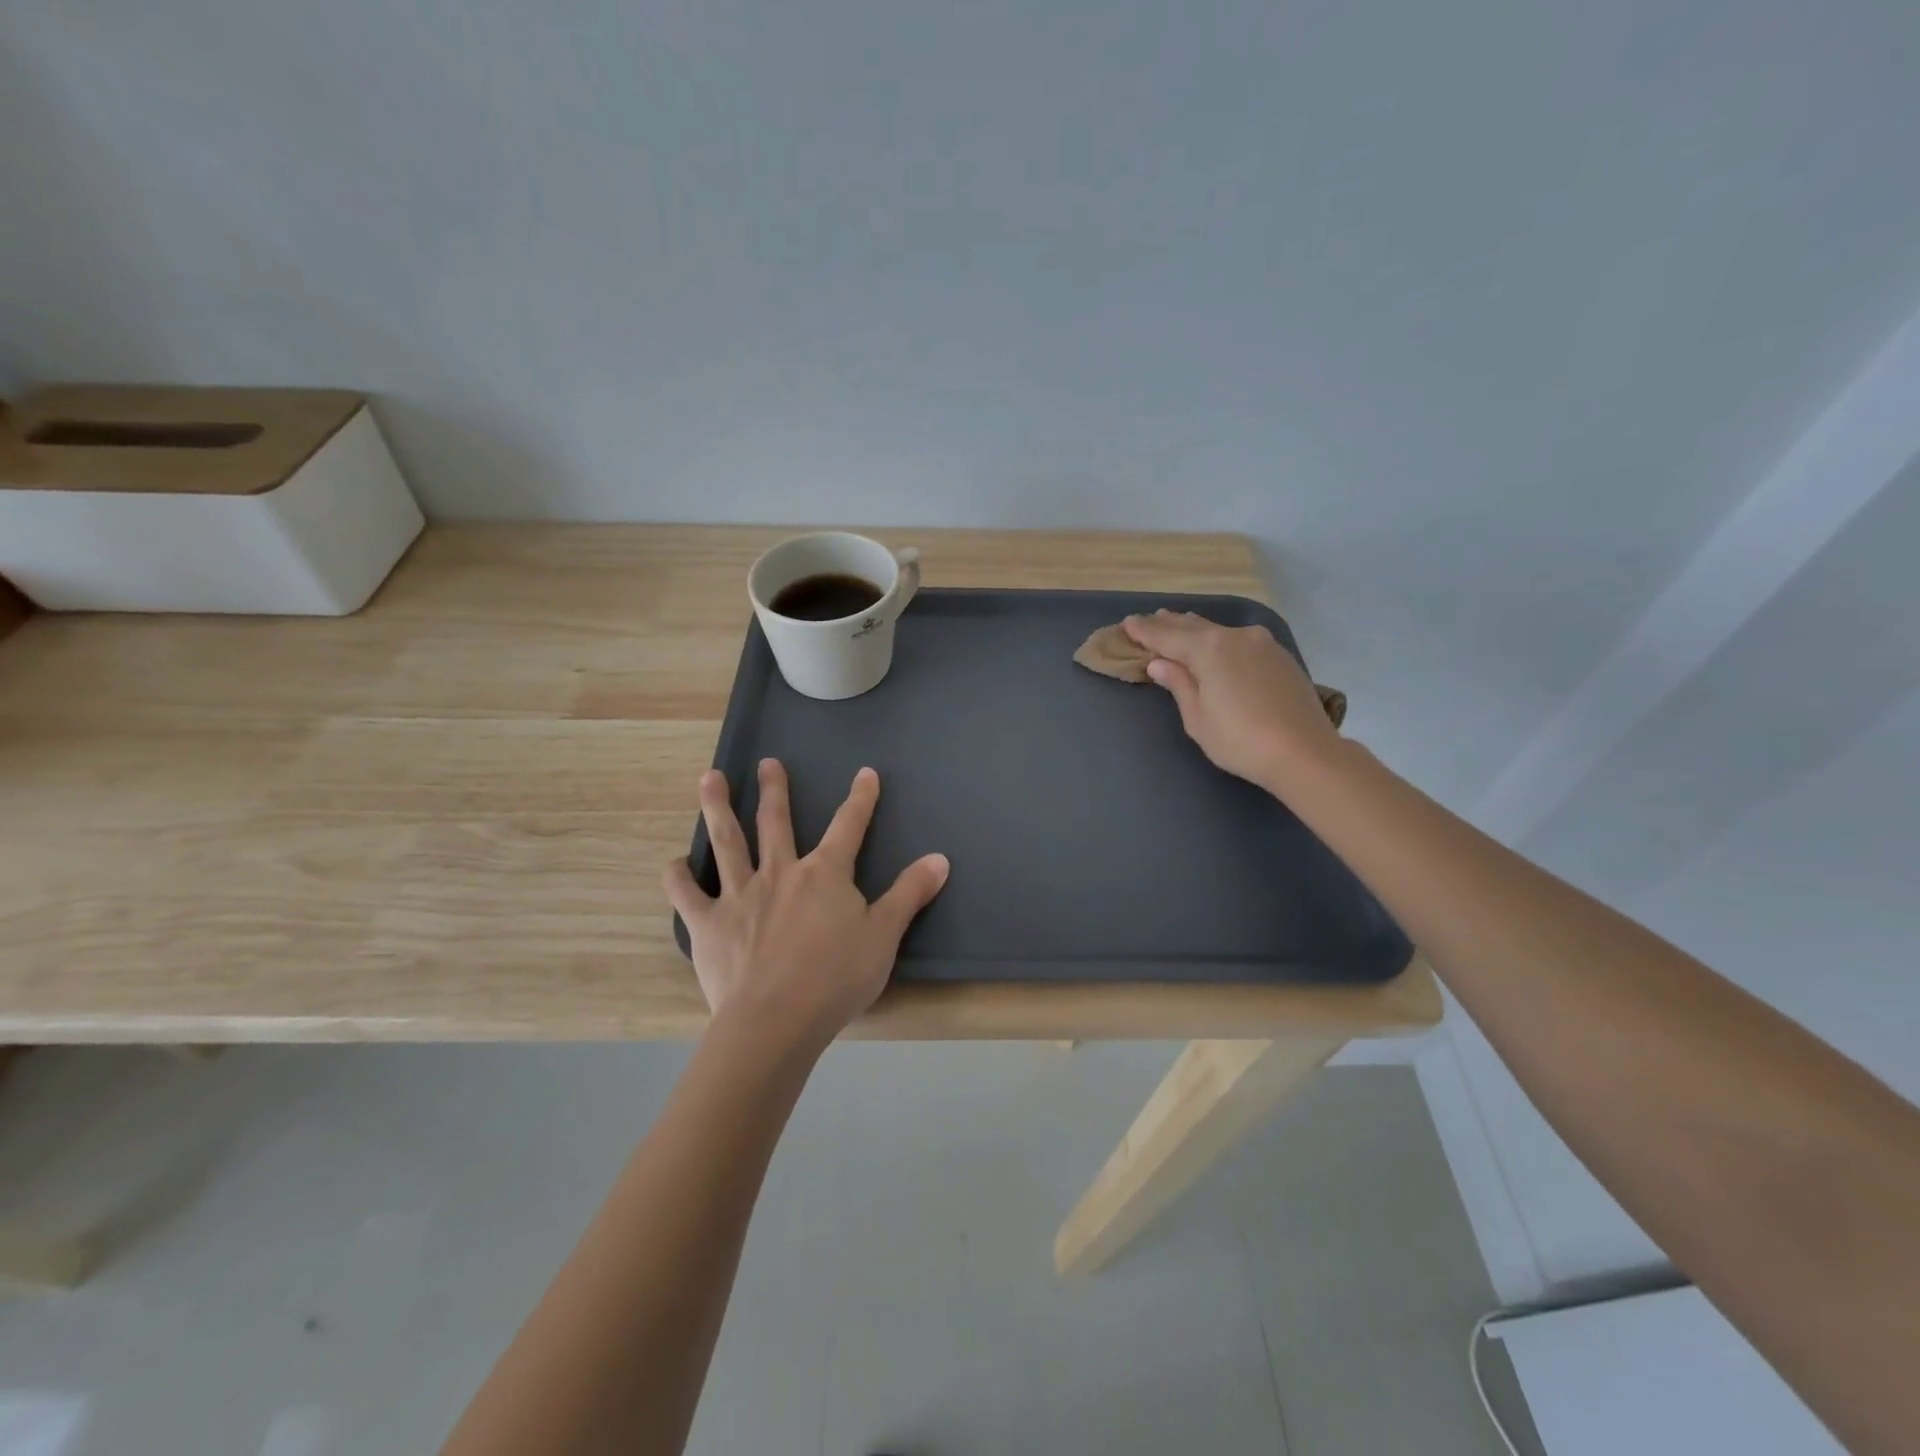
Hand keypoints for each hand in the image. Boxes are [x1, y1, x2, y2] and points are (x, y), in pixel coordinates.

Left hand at [664, 760, 949, 1052]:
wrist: (775, 1020)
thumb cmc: (836, 978)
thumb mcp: (884, 935)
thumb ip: (909, 893)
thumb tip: (940, 858)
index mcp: (824, 874)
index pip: (849, 826)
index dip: (861, 799)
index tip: (866, 774)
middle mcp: (780, 873)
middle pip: (777, 822)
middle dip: (775, 790)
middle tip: (768, 762)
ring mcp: (740, 895)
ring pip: (727, 842)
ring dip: (718, 808)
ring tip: (709, 778)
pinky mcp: (709, 924)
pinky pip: (687, 894)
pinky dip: (678, 877)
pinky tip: (674, 863)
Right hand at [1123, 610, 1341, 787]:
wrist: (1304, 753)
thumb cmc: (1240, 740)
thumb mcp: (1198, 718)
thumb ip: (1179, 684)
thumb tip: (1160, 664)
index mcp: (1208, 649)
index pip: (1167, 637)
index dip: (1145, 632)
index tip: (1127, 624)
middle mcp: (1234, 637)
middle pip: (1194, 627)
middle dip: (1169, 625)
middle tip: (1149, 620)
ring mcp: (1261, 644)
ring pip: (1219, 631)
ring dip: (1196, 629)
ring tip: (1178, 623)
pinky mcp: (1279, 656)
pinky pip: (1239, 640)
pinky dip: (1220, 640)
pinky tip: (1216, 644)